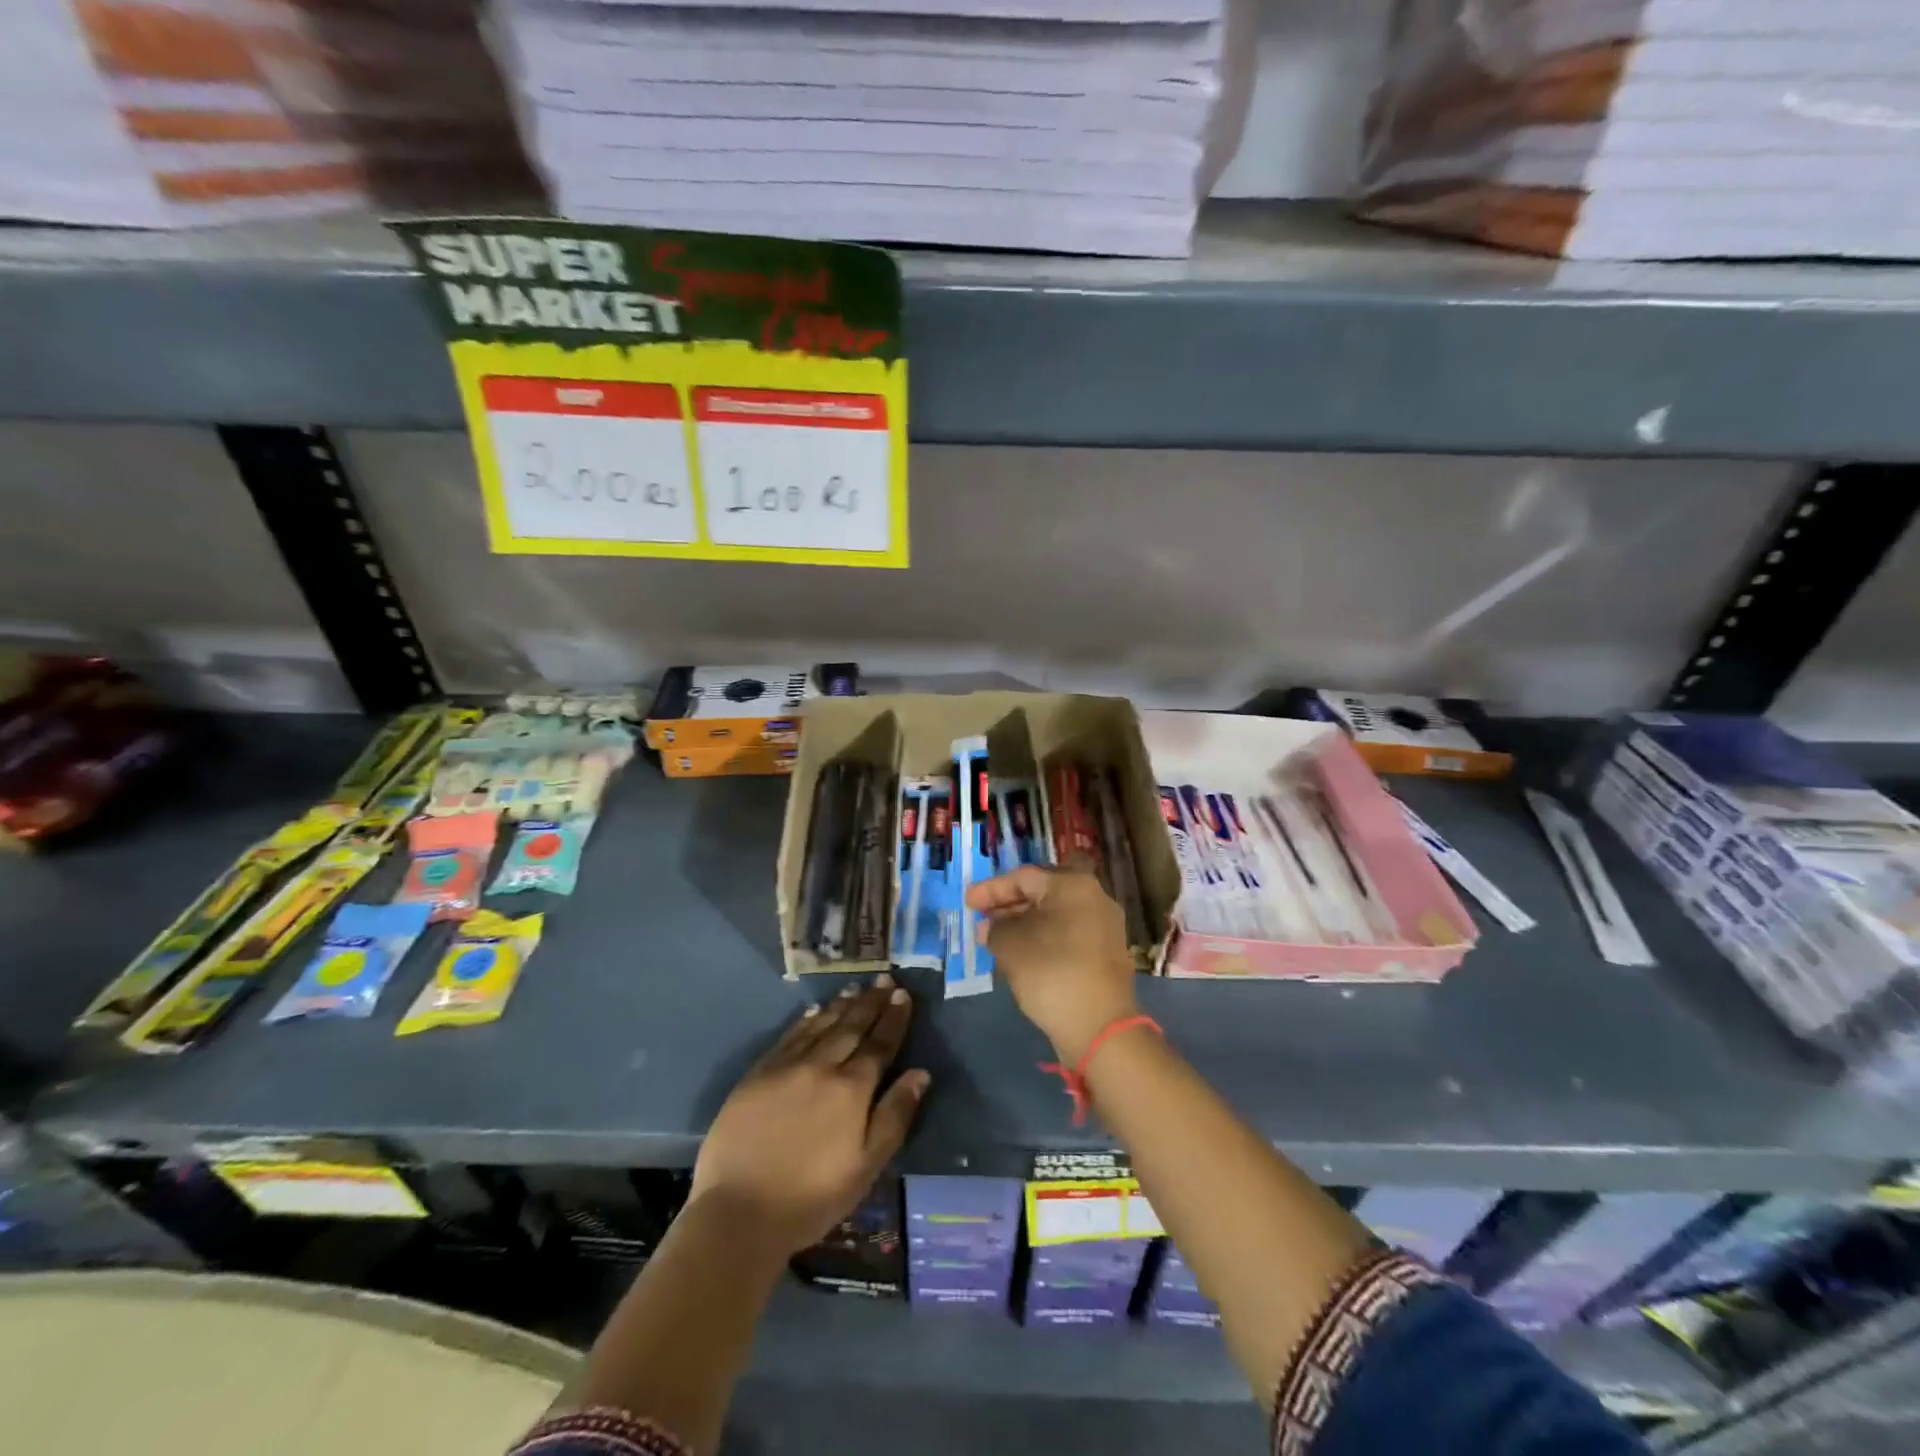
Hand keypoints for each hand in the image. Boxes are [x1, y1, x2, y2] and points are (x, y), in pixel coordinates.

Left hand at [691, 977, 929, 1254]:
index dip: (893, 1018)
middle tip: (884, 978)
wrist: (739, 1211)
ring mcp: (787, 1066)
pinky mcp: (758, 1074)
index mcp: (852, 1089)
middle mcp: (822, 1066)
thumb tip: (921, 1073)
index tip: (902, 994)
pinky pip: (789, 1036)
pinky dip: (806, 1020)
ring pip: (821, 1025)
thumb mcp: (866, 1166)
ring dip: (841, 1005)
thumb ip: (895, 1115)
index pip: (880, 1044)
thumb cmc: (812, 1197)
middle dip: (871, 1002)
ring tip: (856, 988)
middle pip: (852, 1027)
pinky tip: (815, 1010)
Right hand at [967, 866, 1138, 1061]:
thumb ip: (994, 928)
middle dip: (1008, 905)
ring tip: (995, 939)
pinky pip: (1067, 935)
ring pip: (1055, 915)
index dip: (991, 889)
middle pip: (1042, 893)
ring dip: (1024, 924)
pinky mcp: (1105, 954)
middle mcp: (1095, 898)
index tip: (968, 903)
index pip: (1024, 877)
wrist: (1099, 1026)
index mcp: (1073, 885)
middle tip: (982, 919)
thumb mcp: (1010, 945)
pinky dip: (1042, 939)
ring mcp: (1104, 927)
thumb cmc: (1051, 972)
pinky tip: (1021, 955)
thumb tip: (990, 927)